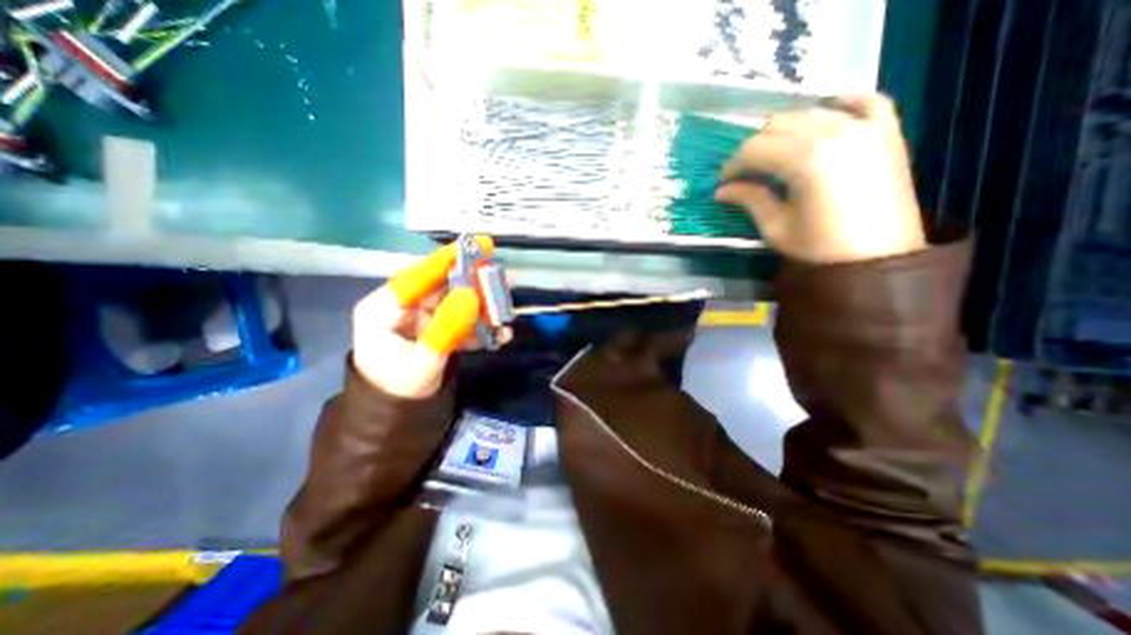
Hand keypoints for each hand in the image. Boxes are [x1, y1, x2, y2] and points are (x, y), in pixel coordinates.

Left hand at [351, 240, 514, 396]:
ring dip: (482, 308)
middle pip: (442, 287)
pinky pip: (460, 320)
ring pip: (456, 302)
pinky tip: (498, 335)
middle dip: (474, 286)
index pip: (416, 277)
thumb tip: (472, 296)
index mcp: (384, 308)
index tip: (474, 246)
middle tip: (503, 279)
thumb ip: (446, 328)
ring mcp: (421, 318)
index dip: (446, 261)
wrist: (397, 416)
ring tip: (506, 312)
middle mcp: (403, 307)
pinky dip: (479, 326)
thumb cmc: (398, 389)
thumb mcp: (423, 361)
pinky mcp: (436, 328)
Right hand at [715, 91, 926, 263]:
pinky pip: (866, 100)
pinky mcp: (886, 131)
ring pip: (811, 112)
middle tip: (745, 171)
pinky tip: (826, 110)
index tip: (723, 181)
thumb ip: (749, 200)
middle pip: (779, 124)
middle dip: (754, 146)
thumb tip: (721, 191)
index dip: (733, 164)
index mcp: (805, 160)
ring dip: (785, 129)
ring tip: (774, 153)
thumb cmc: (819, 247)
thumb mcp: (775, 227)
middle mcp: (834, 132)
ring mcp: (864, 127)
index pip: (755, 149)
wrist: (876, 257)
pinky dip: (842, 102)